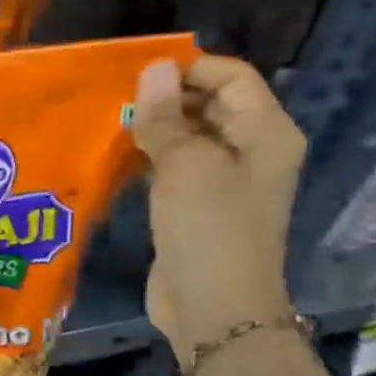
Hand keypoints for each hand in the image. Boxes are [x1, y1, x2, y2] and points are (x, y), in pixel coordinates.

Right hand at [131, 54, 303, 354]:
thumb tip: (153, 68)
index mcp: (266, 132)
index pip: (231, 76)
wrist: (213, 307)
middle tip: (114, 100)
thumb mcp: (185, 165)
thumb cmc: (208, 228)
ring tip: (109, 124)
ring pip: (187, 135)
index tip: (136, 76)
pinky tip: (116, 156)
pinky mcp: (196, 205)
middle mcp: (251, 150)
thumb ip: (165, 116)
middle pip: (209, 103)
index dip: (188, 69)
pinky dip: (148, 157)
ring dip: (152, 128)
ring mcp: (224, 180)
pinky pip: (173, 166)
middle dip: (165, 97)